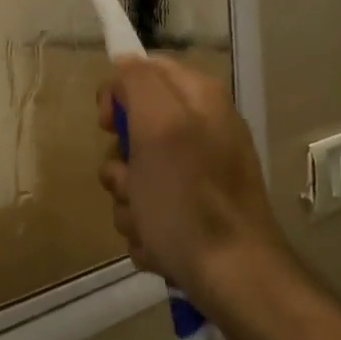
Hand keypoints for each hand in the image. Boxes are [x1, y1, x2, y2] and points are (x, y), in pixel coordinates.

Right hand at [98, 57, 282, 299]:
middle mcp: (201, 130)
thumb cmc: (188, 200)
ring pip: (133, 176)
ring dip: (129, 203)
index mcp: (199, 100)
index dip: (117, 96)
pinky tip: (159, 243)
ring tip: (149, 223)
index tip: (108, 126)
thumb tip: (125, 63)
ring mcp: (197, 174)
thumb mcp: (159, 127)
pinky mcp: (191, 212)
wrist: (232, 276)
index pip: (143, 71)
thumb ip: (139, 83)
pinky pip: (146, 210)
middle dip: (121, 165)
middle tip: (135, 184)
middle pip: (132, 131)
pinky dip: (145, 229)